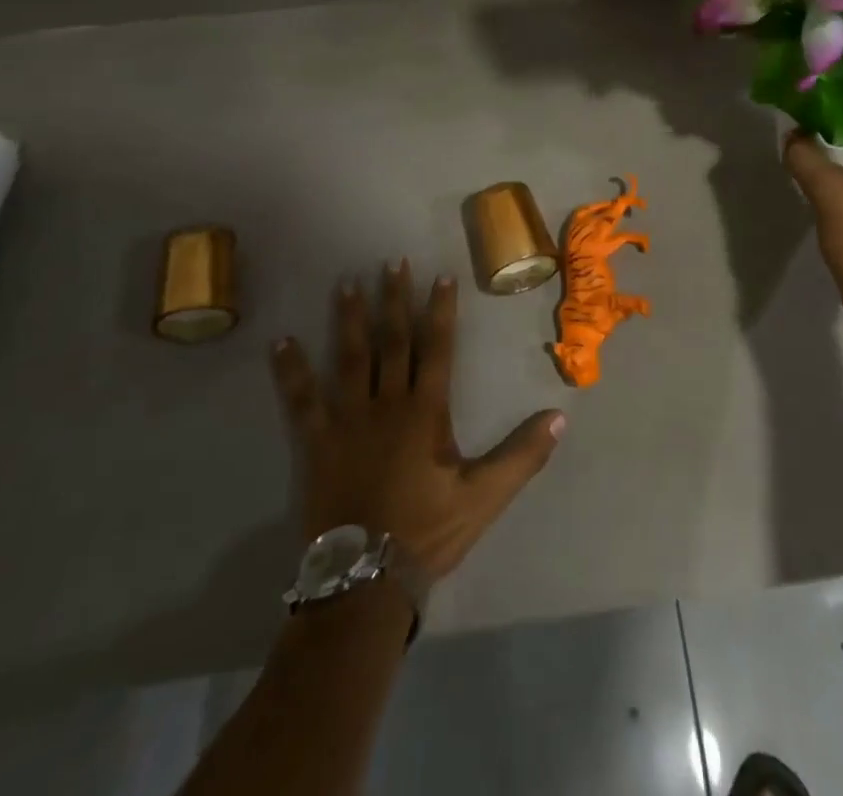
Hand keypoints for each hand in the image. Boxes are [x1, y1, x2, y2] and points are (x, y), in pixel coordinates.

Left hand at [269, 260, 564, 582]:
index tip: (440, 276)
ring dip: (351, 319)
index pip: (437, 348)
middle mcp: (387, 403)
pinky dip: (292, 370)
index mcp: (426, 411)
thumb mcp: (485, 496)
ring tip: (348, 284)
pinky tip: (281, 342)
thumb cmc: (427, 532)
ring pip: (350, 358)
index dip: (440, 311)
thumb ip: (522, 455)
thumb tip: (560, 417)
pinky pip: (302, 399)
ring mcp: (348, 419)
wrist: (365, 579)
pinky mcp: (317, 441)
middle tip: (392, 262)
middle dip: (395, 300)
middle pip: (393, 341)